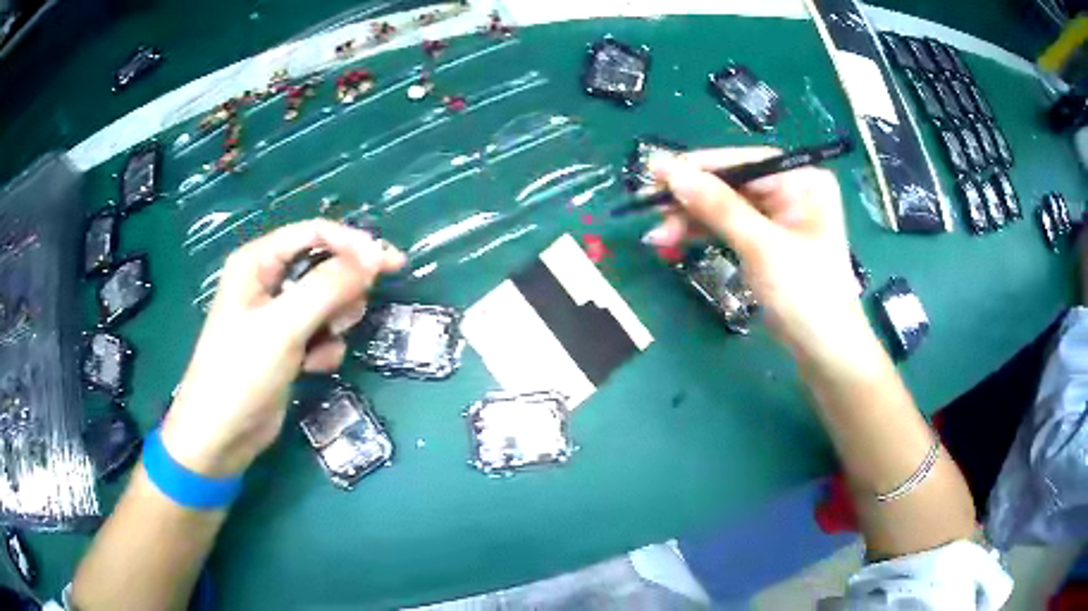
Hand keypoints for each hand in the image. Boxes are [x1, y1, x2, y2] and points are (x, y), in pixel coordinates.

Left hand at [162, 220, 405, 475]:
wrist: (221, 435)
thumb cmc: (241, 373)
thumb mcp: (284, 326)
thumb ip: (328, 287)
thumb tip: (375, 257)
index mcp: (258, 261)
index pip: (315, 233)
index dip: (354, 244)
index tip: (390, 265)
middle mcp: (268, 281)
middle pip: (324, 266)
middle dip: (342, 291)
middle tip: (344, 318)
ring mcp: (277, 315)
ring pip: (328, 301)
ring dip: (334, 323)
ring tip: (322, 346)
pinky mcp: (286, 345)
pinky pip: (321, 332)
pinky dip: (324, 348)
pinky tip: (312, 369)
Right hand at [646, 148, 866, 362]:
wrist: (825, 353)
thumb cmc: (805, 295)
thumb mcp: (761, 247)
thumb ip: (717, 206)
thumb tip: (670, 171)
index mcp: (802, 180)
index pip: (743, 162)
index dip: (697, 166)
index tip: (654, 171)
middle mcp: (791, 191)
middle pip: (730, 184)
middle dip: (690, 198)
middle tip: (647, 208)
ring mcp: (778, 217)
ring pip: (725, 207)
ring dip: (690, 219)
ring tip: (657, 236)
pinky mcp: (767, 242)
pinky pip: (729, 227)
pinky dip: (703, 234)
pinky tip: (674, 240)